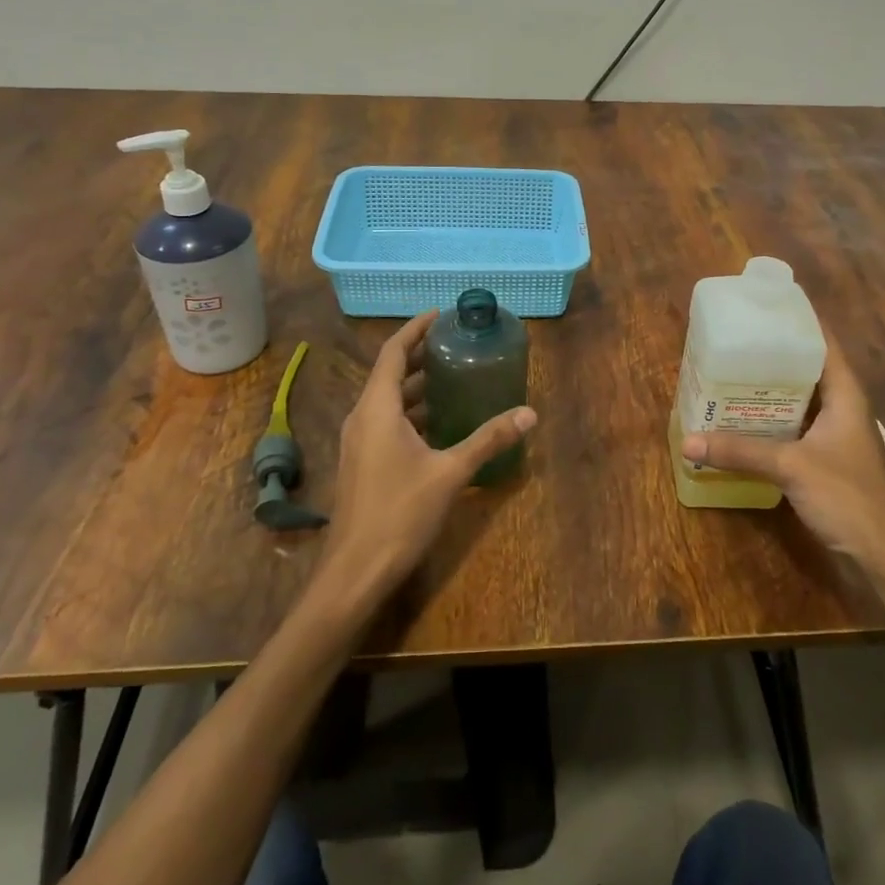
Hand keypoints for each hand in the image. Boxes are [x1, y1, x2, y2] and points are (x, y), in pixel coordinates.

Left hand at [320, 311, 537, 601]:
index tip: (442, 314)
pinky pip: (387, 422)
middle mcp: (363, 417)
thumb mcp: (450, 473)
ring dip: (418, 385)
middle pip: (391, 372)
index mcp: (378, 408)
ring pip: (388, 400)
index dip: (416, 328)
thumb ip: (488, 439)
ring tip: (455, 377)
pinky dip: (412, 412)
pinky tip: (440, 423)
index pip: (394, 352)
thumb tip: (529, 413)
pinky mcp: (362, 462)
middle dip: (422, 355)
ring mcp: (359, 441)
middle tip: (457, 344)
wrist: (355, 571)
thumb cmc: (399, 513)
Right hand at [681, 328, 884, 564]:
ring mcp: (836, 434)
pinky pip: (796, 426)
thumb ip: (740, 452)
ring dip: (771, 389)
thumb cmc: (847, 496)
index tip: (765, 306)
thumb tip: (688, 442)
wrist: (883, 553)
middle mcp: (843, 407)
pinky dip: (773, 419)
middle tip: (735, 340)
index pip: (824, 343)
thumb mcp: (790, 467)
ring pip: (800, 399)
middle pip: (808, 368)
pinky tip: (744, 420)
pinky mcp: (827, 457)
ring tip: (732, 374)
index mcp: (846, 394)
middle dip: (774, 355)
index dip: (798, 321)